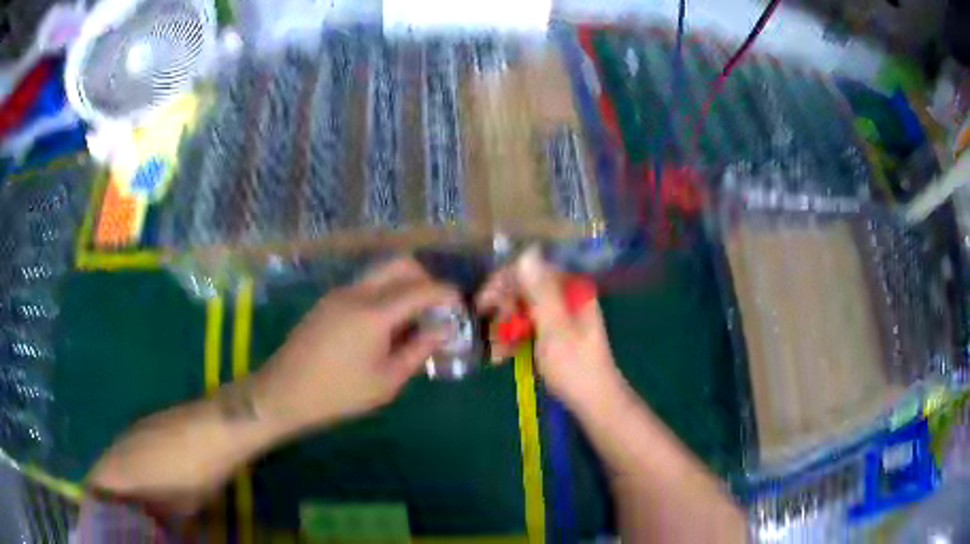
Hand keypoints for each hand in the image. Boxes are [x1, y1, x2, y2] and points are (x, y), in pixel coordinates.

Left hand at [253, 257, 459, 431]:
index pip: (421, 289)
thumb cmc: (339, 393)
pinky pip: (364, 285)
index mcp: (374, 313)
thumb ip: (417, 351)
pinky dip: (384, 294)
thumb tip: (442, 330)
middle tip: (435, 306)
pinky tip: (383, 325)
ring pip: (380, 272)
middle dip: (425, 279)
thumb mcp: (386, 381)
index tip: (460, 303)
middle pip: (399, 264)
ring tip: (411, 320)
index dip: (446, 293)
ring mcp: (339, 293)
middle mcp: (357, 292)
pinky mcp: (328, 301)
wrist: (284, 392)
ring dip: (403, 285)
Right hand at [477, 248, 624, 408]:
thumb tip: (527, 252)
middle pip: (524, 289)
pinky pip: (528, 327)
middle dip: (503, 310)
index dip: (503, 282)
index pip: (531, 269)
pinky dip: (515, 339)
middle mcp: (566, 297)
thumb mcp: (555, 329)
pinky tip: (503, 356)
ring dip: (506, 328)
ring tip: (496, 352)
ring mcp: (561, 316)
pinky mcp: (555, 334)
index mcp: (571, 289)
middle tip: (490, 333)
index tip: (482, 303)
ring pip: (522, 310)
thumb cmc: (575, 367)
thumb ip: (540, 291)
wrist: (594, 402)